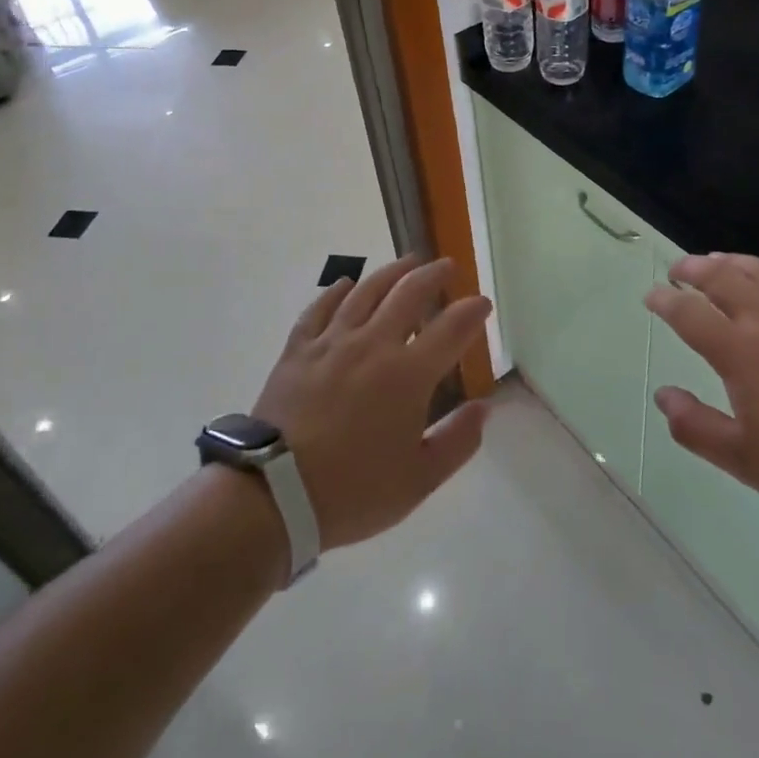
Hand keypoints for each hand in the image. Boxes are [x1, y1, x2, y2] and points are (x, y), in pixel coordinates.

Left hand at [253, 255, 491, 551]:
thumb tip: (484, 408)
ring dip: (391, 272)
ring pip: (366, 291)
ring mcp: (332, 342)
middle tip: (447, 266)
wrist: (275, 495)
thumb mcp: (419, 479)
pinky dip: (336, 291)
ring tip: (407, 262)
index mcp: (407, 375)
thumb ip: (458, 441)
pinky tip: (346, 283)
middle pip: (409, 293)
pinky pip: (320, 308)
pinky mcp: (298, 349)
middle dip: (434, 275)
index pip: (451, 329)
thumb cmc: (353, 491)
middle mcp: (373, 344)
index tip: (482, 303)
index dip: (471, 311)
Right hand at [647, 253, 758, 523]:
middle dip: (693, 269)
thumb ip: (695, 427)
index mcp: (740, 351)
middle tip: (678, 270)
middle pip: (721, 277)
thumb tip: (663, 396)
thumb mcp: (745, 460)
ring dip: (729, 261)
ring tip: (715, 262)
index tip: (651, 296)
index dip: (665, 300)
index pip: (689, 313)